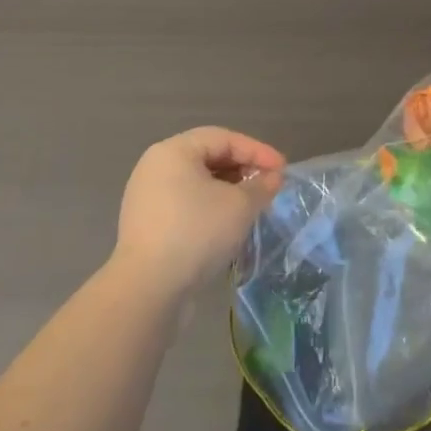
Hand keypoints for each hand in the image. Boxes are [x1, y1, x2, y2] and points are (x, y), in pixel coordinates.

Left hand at [113, 127, 285, 303]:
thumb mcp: (239, 206)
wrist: (147, 292)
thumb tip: (272, 179)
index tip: (283, 168)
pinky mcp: (147, 227)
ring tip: (253, 206)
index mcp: (173, 151)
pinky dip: (210, 209)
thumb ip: (261, 186)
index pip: (224, 138)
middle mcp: (156, 167)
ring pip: (198, 184)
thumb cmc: (196, 233)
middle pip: (209, 158)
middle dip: (243, 170)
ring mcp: (147, 198)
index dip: (257, 151)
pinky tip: (228, 226)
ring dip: (228, 191)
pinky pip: (186, 206)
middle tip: (269, 185)